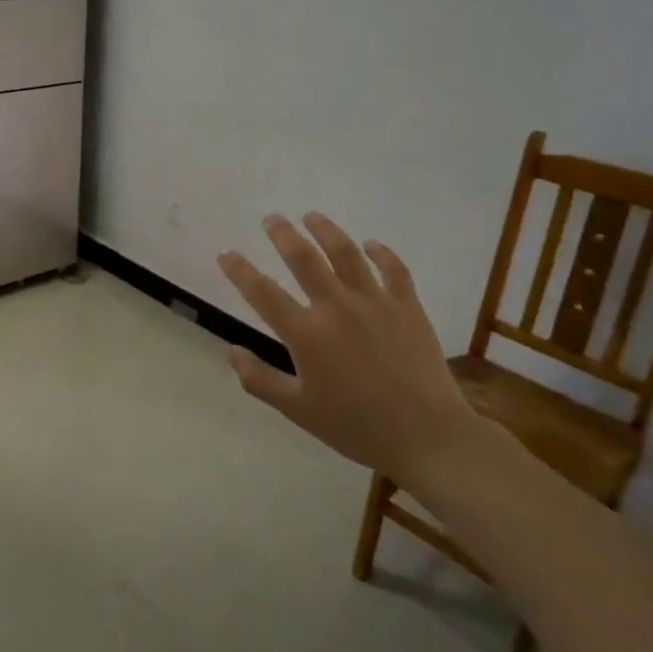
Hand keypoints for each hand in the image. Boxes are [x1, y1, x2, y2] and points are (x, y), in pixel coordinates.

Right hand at [217, 213, 475, 482]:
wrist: (427, 435)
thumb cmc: (356, 427)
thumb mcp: (298, 410)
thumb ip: (259, 380)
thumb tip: (230, 351)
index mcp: (306, 334)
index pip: (262, 292)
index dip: (239, 270)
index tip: (225, 253)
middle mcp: (336, 307)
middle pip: (303, 258)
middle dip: (283, 234)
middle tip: (271, 218)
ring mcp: (375, 302)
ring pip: (346, 253)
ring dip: (326, 230)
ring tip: (312, 216)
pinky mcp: (408, 307)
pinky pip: (393, 269)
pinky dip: (381, 253)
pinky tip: (372, 244)